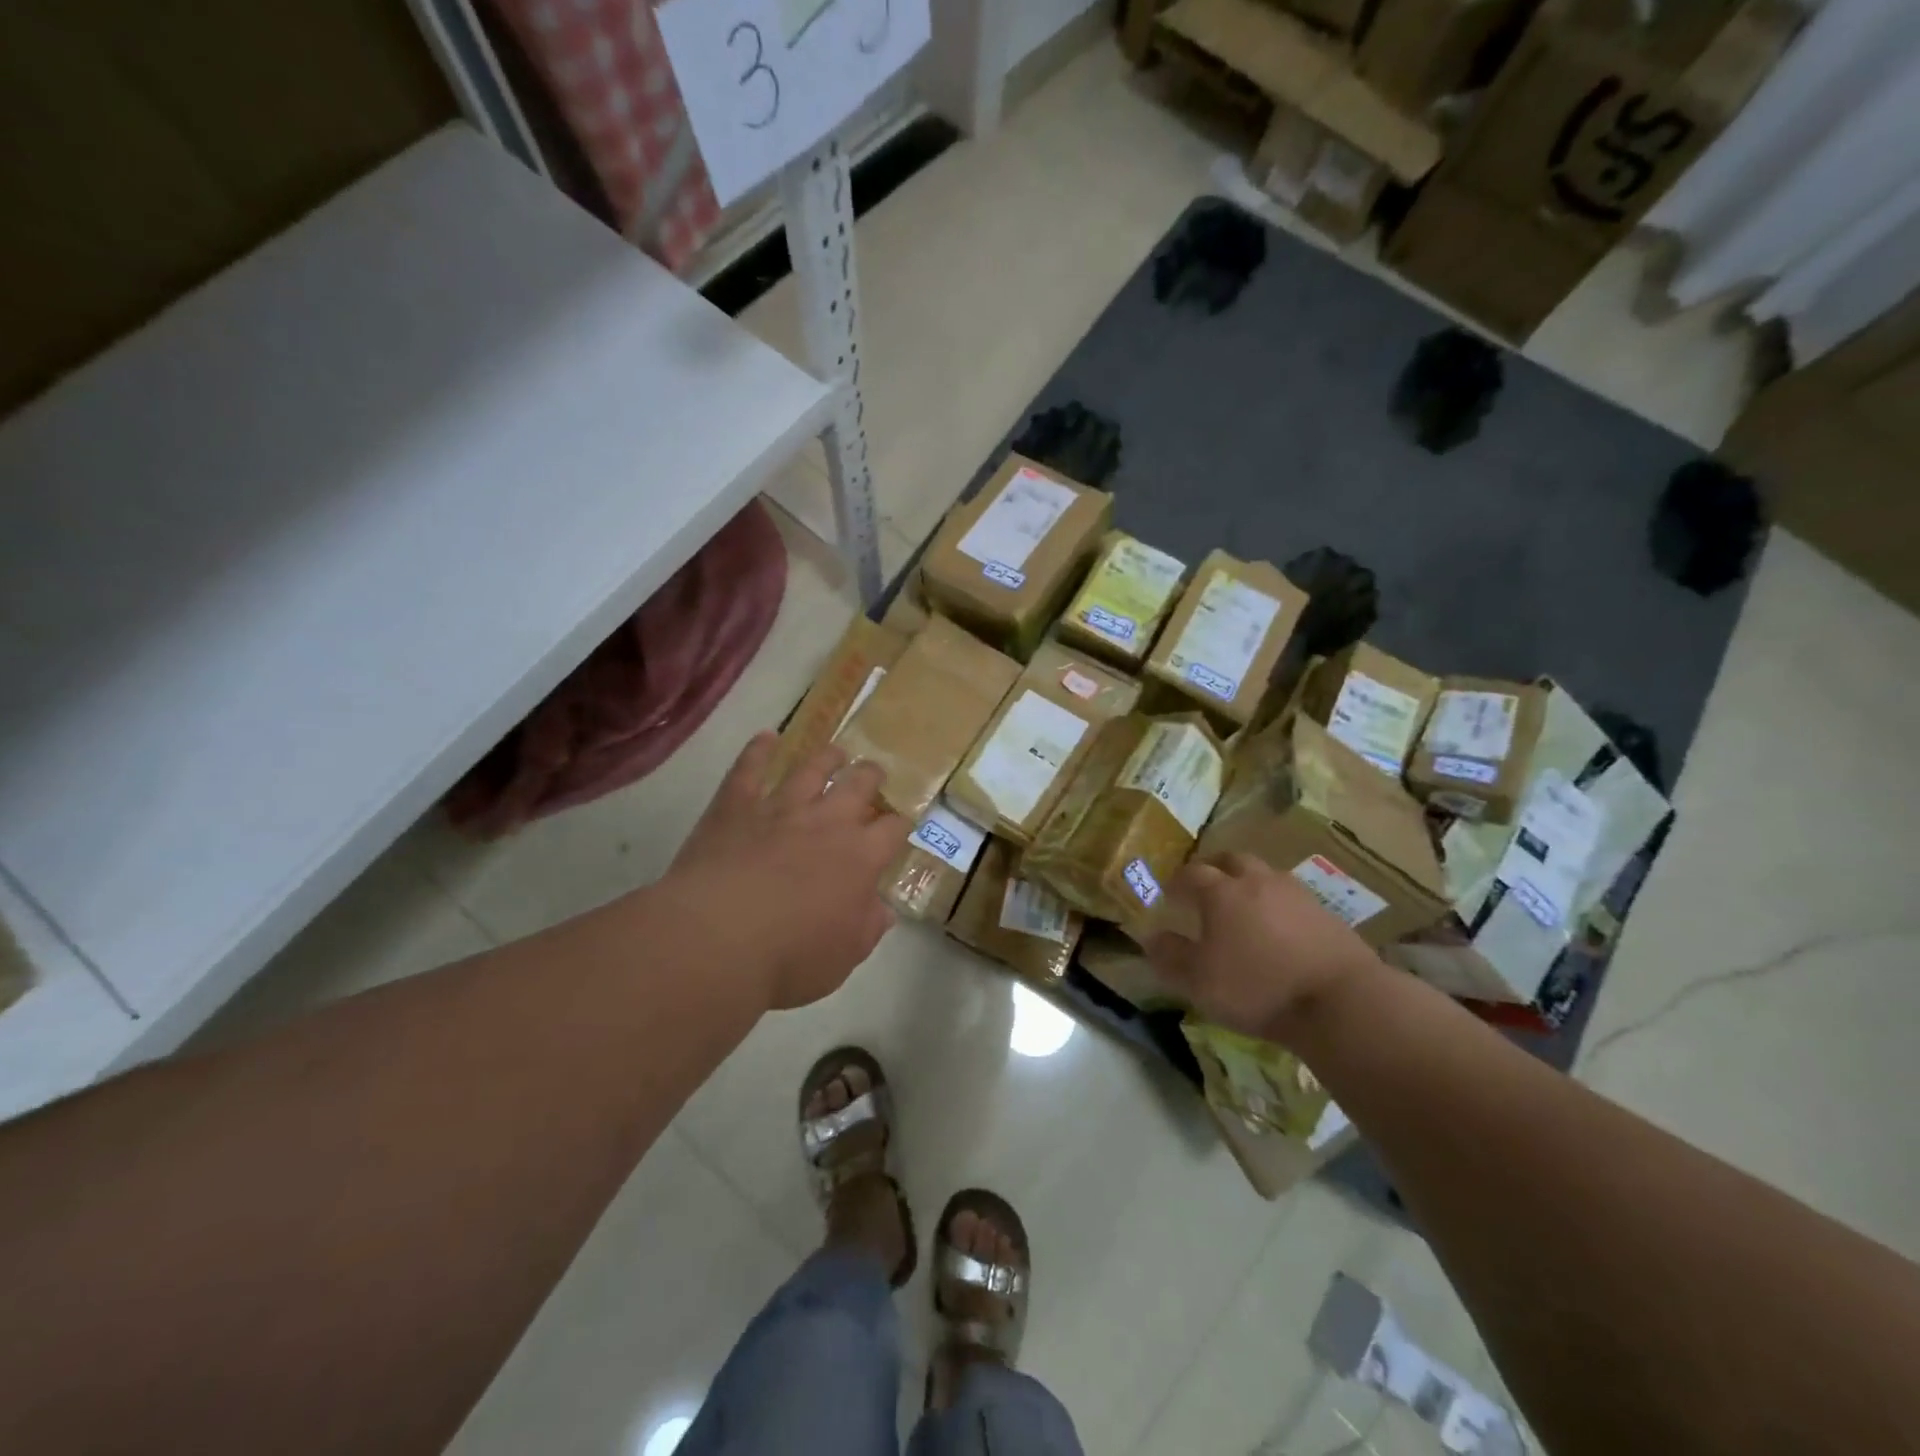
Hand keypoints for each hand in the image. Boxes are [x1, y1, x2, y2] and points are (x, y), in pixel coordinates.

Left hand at [666, 731, 908, 1010]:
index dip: (899, 823)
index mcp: (860, 857)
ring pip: (811, 768)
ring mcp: (780, 808)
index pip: (892, 829)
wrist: (717, 940)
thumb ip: (867, 928)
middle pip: (859, 784)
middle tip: (873, 773)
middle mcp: (827, 821)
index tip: (900, 823)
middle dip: (870, 776)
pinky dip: (758, 750)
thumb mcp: (843, 957)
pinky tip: (766, 738)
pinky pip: (749, 769)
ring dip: (827, 757)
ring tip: (836, 752)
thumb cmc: (789, 958)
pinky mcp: (736, 805)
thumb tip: (882, 910)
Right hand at [1145, 853, 1384, 1040]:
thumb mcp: (1199, 982)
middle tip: (1206, 887)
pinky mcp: (1325, 913)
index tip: (1169, 895)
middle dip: (1214, 868)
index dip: (1176, 882)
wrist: (1341, 1000)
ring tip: (1244, 906)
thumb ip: (1171, 957)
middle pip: (1231, 860)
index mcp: (1221, 893)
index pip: (1191, 874)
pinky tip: (1279, 928)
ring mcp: (1295, 893)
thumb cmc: (1258, 988)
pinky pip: (1291, 897)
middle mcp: (1256, 882)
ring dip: (1249, 883)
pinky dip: (1278, 904)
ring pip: (1264, 874)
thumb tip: (1152, 937)